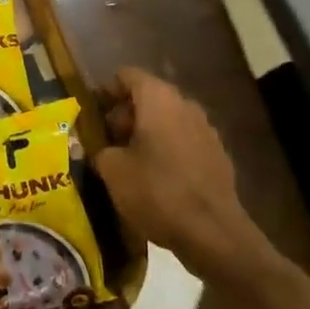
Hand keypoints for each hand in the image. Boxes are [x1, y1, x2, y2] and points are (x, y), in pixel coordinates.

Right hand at [94, 67, 268, 280]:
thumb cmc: (157, 192)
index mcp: (158, 98)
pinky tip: (156, 178)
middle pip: (148, 97)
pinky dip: (167, 149)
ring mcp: (205, 128)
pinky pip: (183, 140)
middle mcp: (184, 104)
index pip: (127, 75)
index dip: (106, 91)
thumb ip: (99, 149)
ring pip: (166, 119)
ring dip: (146, 134)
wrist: (213, 233)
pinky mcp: (217, 154)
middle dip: (124, 116)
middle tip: (107, 143)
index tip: (92, 114)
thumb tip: (99, 146)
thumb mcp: (113, 171)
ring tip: (129, 163)